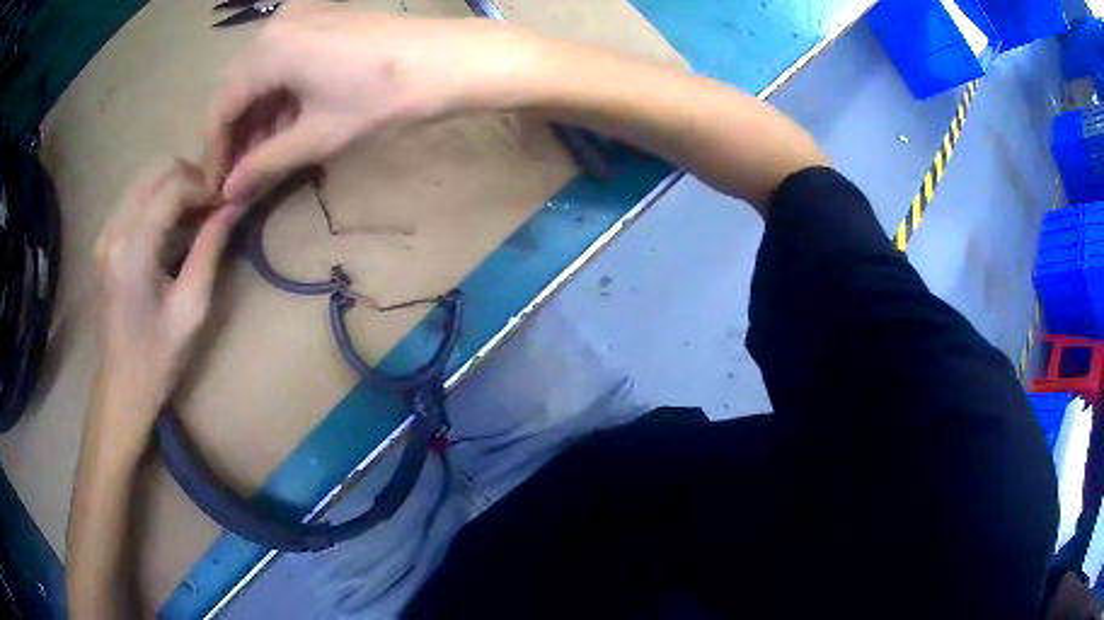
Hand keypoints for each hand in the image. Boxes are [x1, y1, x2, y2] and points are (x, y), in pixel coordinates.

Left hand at [93, 160, 241, 454]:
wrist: (121, 386)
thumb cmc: (158, 357)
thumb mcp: (192, 308)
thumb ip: (210, 249)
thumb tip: (234, 205)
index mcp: (133, 250)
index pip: (174, 186)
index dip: (205, 186)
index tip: (225, 205)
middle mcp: (114, 230)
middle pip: (158, 170)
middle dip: (191, 178)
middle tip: (212, 206)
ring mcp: (105, 232)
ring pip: (146, 178)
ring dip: (175, 186)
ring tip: (196, 215)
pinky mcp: (104, 239)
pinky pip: (136, 197)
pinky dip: (159, 198)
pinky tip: (173, 225)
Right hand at [208, 1, 533, 203]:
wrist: (453, 60)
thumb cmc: (384, 98)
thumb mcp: (318, 136)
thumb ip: (265, 163)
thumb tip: (229, 192)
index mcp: (267, 50)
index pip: (221, 107)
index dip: (215, 152)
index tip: (218, 188)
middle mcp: (276, 25)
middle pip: (237, 88)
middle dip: (236, 135)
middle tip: (241, 177)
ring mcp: (300, 15)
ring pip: (260, 74)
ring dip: (258, 116)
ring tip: (262, 158)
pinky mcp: (322, 18)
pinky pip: (284, 59)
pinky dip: (279, 93)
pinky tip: (285, 123)